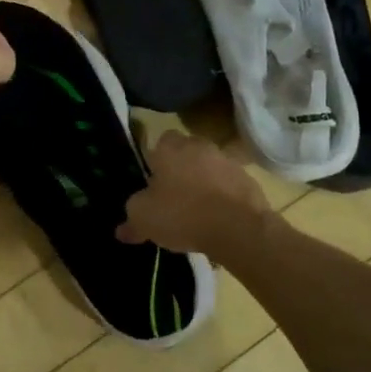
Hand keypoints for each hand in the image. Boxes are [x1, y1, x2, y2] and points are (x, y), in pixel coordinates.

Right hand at [120, 131, 269, 255]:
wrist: (239, 228)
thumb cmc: (182, 214)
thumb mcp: (144, 219)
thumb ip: (131, 220)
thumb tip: (122, 230)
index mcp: (170, 148)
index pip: (159, 141)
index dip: (156, 160)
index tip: (153, 182)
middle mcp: (198, 146)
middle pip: (186, 152)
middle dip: (181, 169)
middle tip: (174, 196)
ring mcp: (227, 161)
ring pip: (209, 167)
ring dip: (204, 182)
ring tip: (198, 211)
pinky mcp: (249, 180)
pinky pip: (229, 185)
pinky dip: (224, 197)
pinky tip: (219, 219)